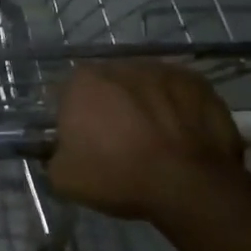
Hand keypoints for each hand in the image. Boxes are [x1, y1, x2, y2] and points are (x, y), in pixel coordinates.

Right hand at [47, 63, 245, 220]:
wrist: (188, 185)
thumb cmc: (118, 176)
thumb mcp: (64, 178)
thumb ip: (54, 155)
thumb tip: (62, 151)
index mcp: (82, 82)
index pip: (69, 95)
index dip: (75, 119)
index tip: (85, 142)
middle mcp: (120, 65)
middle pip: (108, 85)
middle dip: (111, 106)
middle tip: (119, 141)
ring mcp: (162, 70)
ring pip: (144, 86)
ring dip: (145, 104)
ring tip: (155, 140)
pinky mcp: (197, 82)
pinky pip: (178, 93)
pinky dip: (176, 109)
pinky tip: (181, 136)